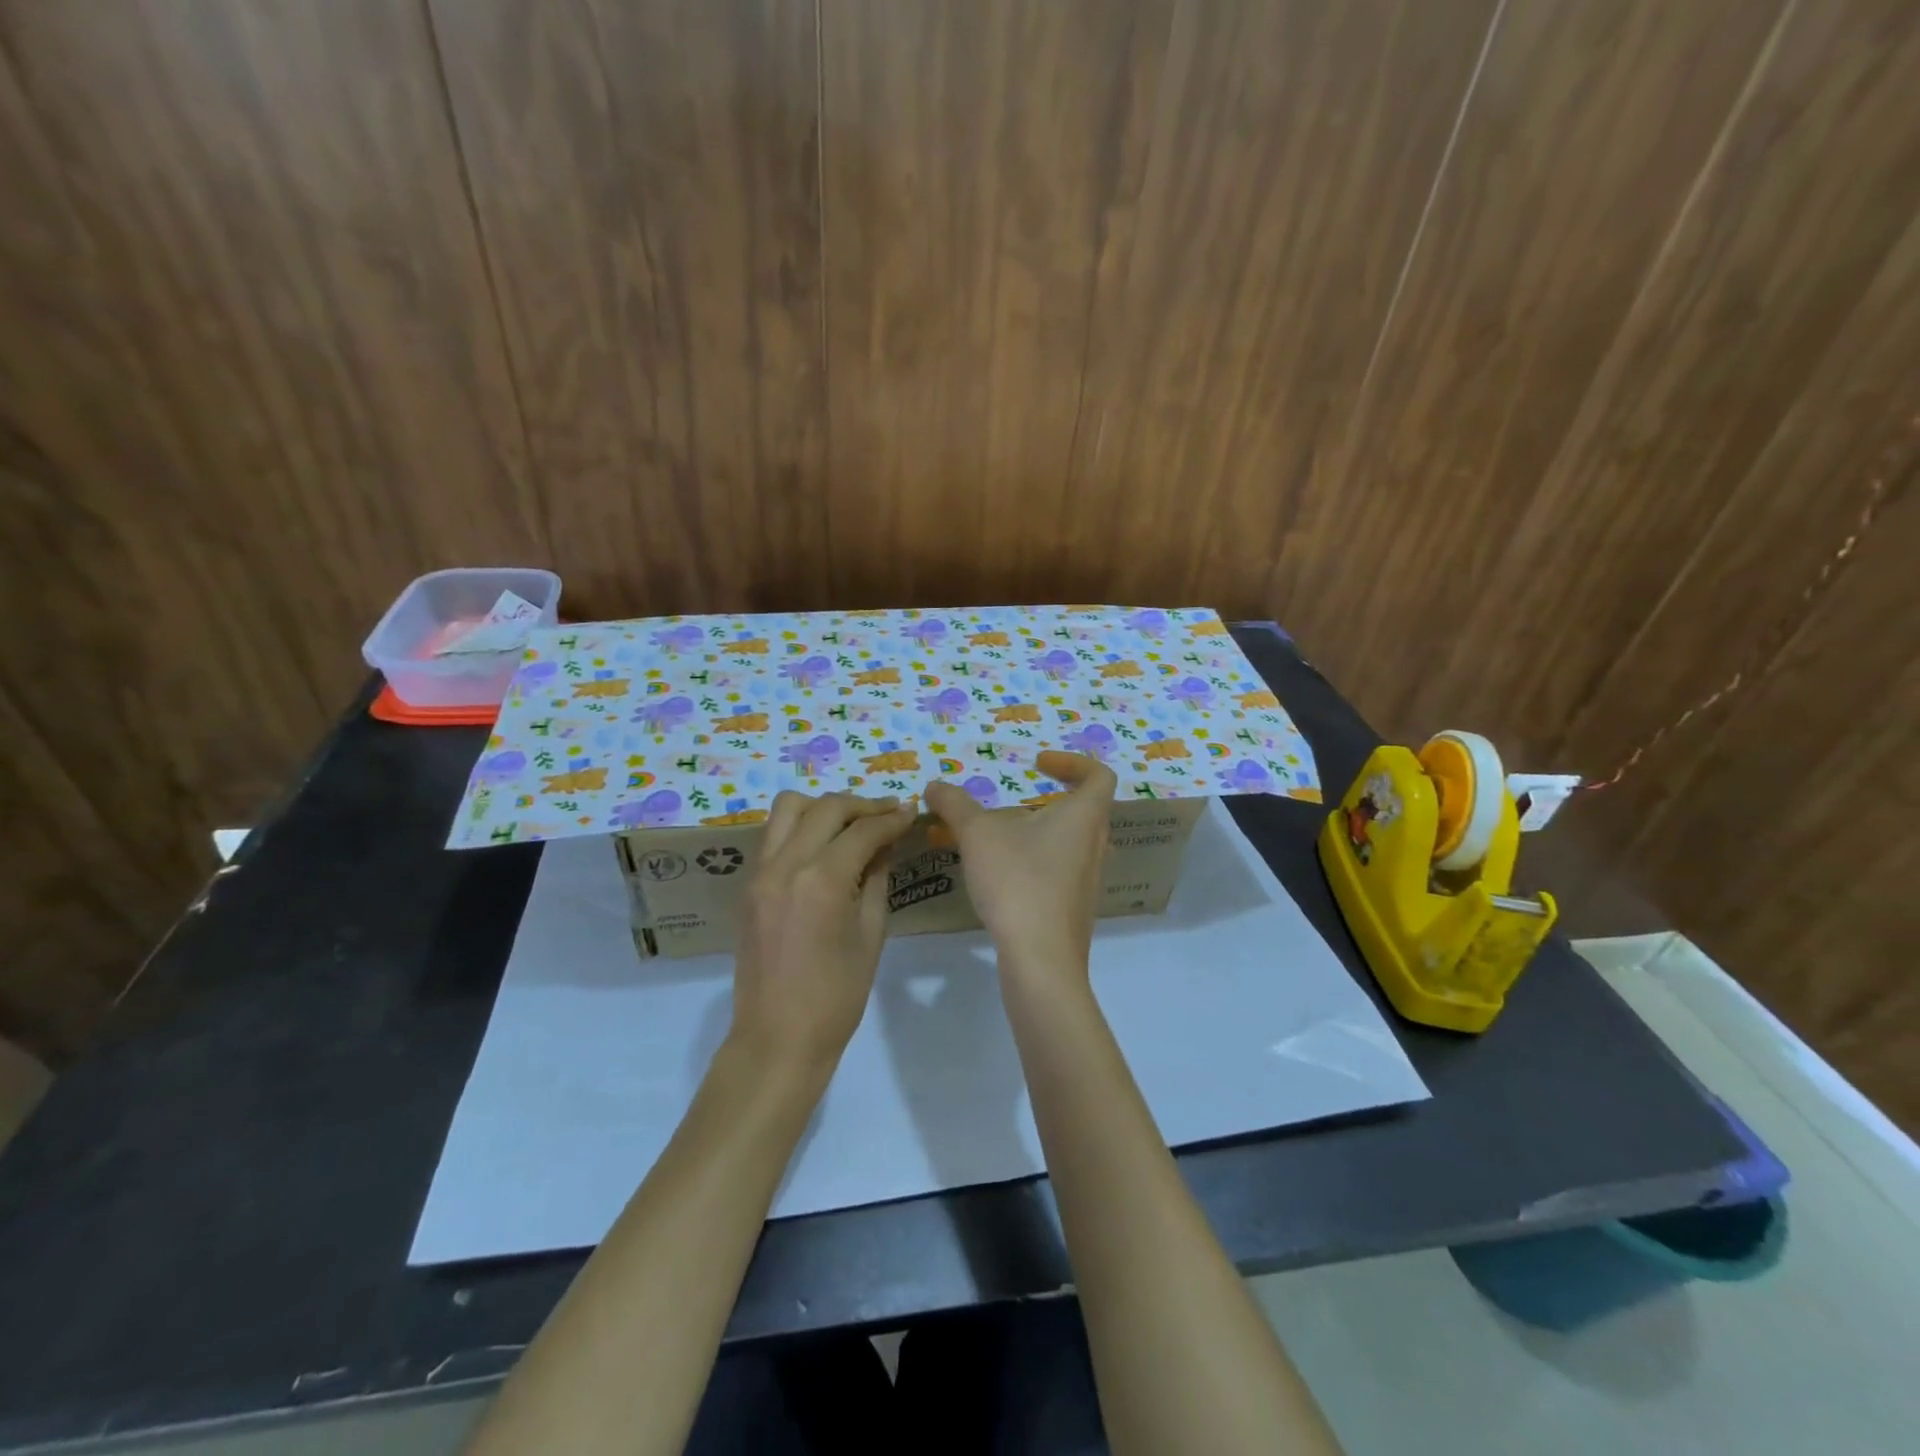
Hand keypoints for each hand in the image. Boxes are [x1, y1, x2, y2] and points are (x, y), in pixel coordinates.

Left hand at [729, 792, 915, 1075]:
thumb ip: (877, 878)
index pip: (863, 830)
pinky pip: (775, 835)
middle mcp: (785, 865)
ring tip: (851, 824)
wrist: (778, 1039)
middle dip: (862, 804)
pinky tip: (825, 847)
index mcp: (821, 880)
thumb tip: (887, 842)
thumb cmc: (837, 996)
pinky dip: (802, 828)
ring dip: (824, 808)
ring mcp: (760, 873)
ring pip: (788, 809)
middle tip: (888, 814)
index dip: (892, 818)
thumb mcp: (871, 934)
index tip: (911, 812)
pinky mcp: (749, 885)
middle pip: (825, 807)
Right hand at [924, 751, 1116, 982]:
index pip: (1099, 775)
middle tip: (1014, 799)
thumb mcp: (977, 835)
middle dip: (1047, 798)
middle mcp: (1094, 846)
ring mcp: (1087, 881)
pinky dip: (1032, 861)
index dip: (1072, 763)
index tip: (1037, 764)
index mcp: (1084, 817)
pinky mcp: (1072, 909)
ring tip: (995, 836)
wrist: (1040, 960)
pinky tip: (997, 873)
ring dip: (1035, 832)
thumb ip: (955, 805)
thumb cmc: (1018, 883)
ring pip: (1067, 842)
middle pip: (1083, 809)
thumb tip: (935, 785)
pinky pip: (1057, 871)